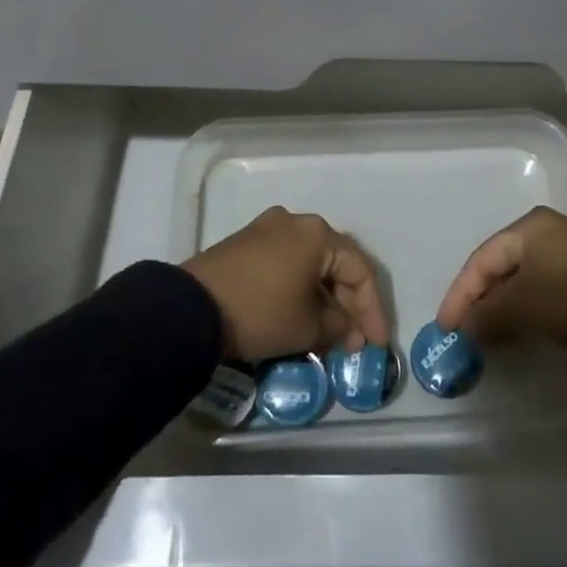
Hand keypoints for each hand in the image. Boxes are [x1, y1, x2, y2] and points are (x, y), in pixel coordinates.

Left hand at [182, 207, 389, 361]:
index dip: (372, 310)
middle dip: (347, 305)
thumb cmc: (261, 311)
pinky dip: (298, 290)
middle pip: (334, 264)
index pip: (359, 270)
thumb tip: (349, 330)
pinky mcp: (244, 244)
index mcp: (317, 233)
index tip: (376, 344)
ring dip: (323, 299)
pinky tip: (300, 317)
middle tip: (353, 341)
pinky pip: (285, 265)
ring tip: (328, 335)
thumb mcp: (307, 327)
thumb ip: (339, 326)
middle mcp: (295, 222)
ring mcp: (266, 229)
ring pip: (309, 264)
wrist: (191, 308)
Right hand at [435, 206, 566, 354]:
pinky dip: (525, 304)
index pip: (482, 260)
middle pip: (501, 265)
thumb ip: (487, 314)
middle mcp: (548, 229)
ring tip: (485, 333)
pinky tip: (518, 326)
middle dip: (480, 299)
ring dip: (502, 304)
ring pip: (522, 276)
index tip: (446, 327)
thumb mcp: (523, 307)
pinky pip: (543, 283)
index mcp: (529, 226)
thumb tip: (465, 327)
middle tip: (463, 330)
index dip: (460, 294)